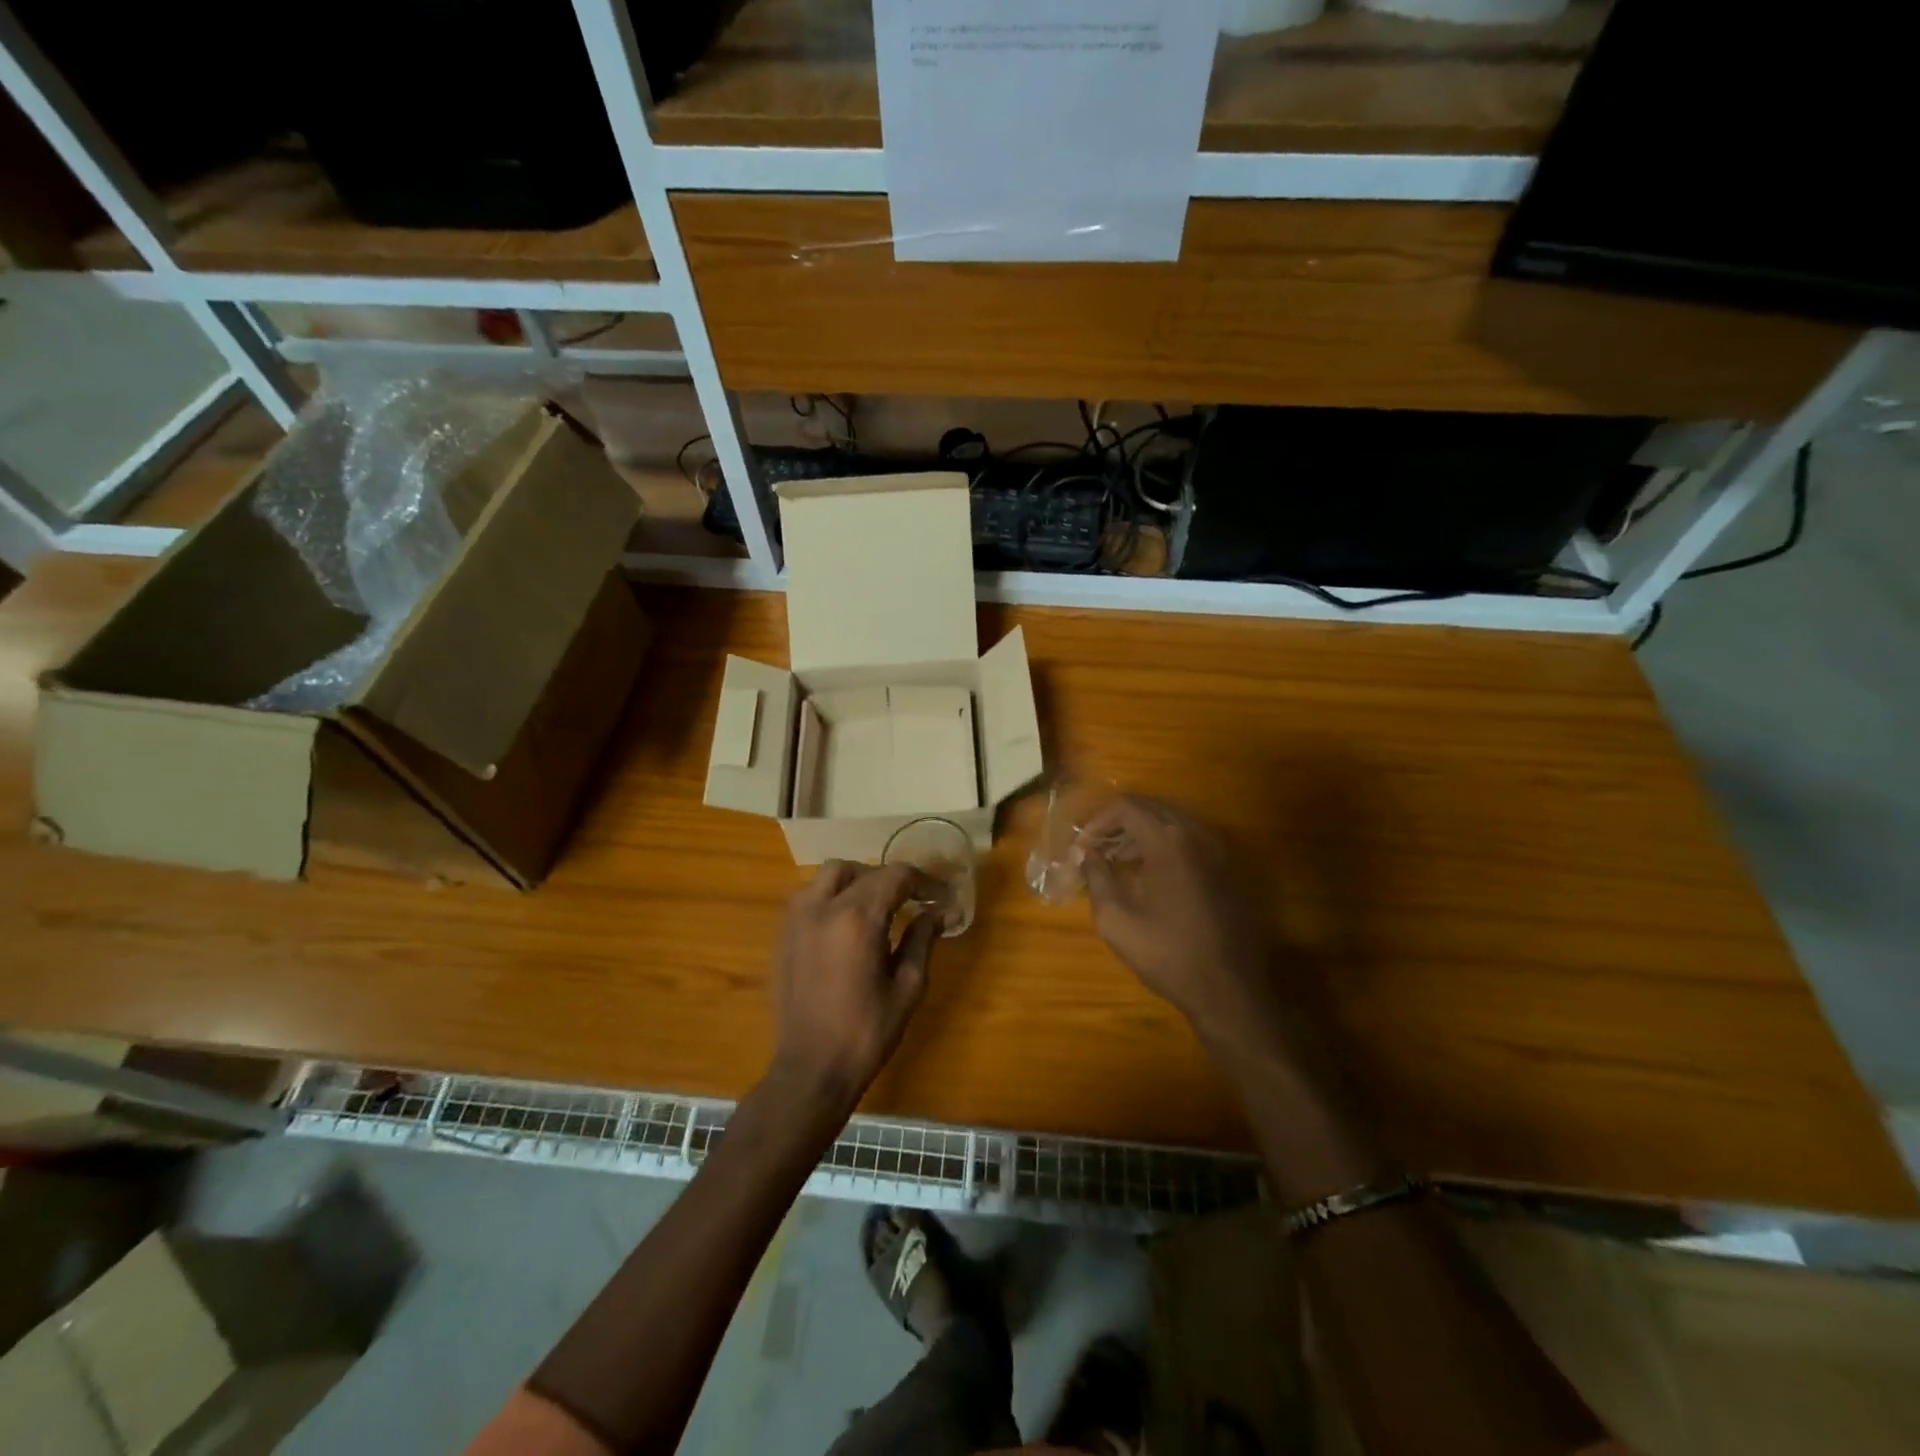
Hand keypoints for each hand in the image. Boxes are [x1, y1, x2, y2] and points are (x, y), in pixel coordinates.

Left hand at [769, 861, 940, 1111]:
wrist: (810, 1069)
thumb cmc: (866, 1033)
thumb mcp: (907, 988)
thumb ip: (922, 940)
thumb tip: (938, 912)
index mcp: (858, 918)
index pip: (896, 876)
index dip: (925, 881)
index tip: (942, 898)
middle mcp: (823, 907)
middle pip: (863, 870)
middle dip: (892, 879)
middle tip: (912, 901)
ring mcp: (797, 919)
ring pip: (829, 875)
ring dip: (858, 880)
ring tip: (878, 906)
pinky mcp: (783, 935)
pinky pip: (810, 895)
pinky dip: (832, 895)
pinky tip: (847, 923)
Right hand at [1080, 797, 1276, 1044]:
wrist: (1229, 991)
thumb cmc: (1167, 954)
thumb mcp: (1116, 919)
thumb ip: (1096, 877)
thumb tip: (1086, 854)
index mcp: (1169, 840)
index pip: (1126, 807)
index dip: (1097, 822)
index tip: (1081, 847)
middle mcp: (1198, 835)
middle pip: (1151, 808)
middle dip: (1118, 823)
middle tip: (1095, 848)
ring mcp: (1220, 851)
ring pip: (1173, 823)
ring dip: (1142, 834)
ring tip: (1118, 861)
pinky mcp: (1230, 871)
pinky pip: (1192, 842)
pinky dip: (1166, 846)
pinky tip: (1152, 876)